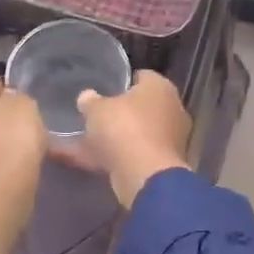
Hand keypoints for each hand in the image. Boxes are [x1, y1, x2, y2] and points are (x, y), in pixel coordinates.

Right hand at [75, 71, 191, 207]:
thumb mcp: (96, 109)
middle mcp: (171, 109)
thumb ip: (90, 101)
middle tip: (92, 116)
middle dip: (116, 113)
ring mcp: (169, 139)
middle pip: (139, 107)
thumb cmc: (124, 129)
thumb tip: (87, 97)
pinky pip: (132, 155)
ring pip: (134, 134)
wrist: (145, 176)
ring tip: (83, 141)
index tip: (101, 90)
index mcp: (160, 87)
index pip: (140, 77)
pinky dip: (112, 157)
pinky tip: (85, 161)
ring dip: (112, 138)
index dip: (120, 82)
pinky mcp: (161, 163)